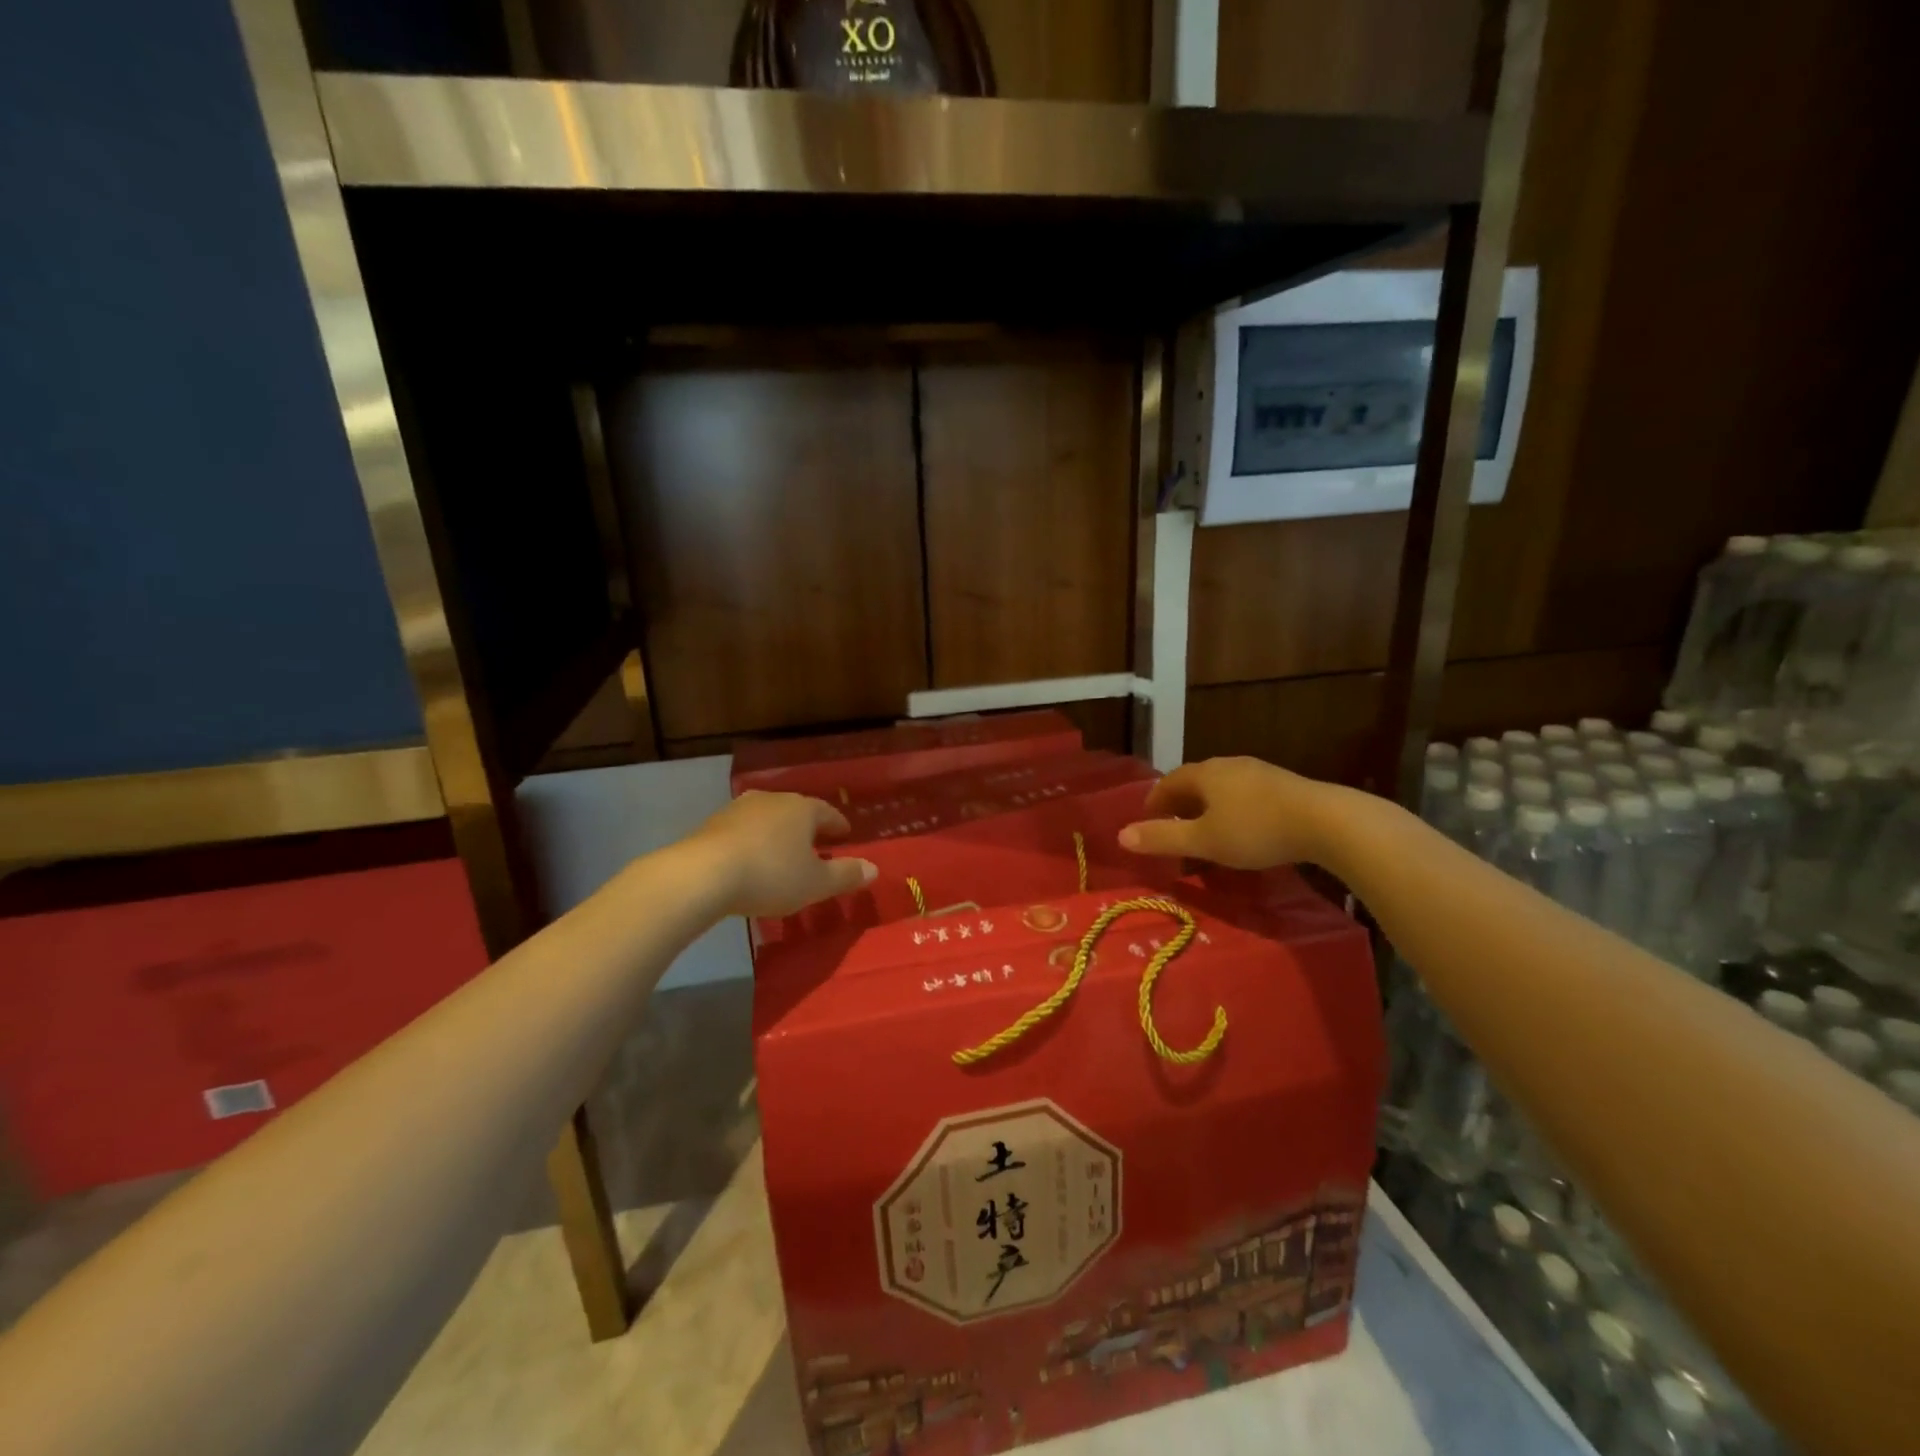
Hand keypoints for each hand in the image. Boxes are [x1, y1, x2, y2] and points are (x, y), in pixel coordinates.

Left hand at [685, 792, 876, 917]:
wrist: (703, 874)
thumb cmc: (770, 875)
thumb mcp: (816, 883)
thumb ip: (845, 875)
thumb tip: (874, 869)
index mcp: (803, 809)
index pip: (828, 813)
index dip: (838, 825)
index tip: (845, 834)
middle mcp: (773, 800)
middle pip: (797, 811)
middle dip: (808, 828)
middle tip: (816, 844)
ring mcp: (740, 809)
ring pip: (768, 819)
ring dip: (778, 834)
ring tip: (782, 853)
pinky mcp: (713, 824)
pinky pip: (743, 831)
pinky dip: (753, 843)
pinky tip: (751, 860)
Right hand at [1117, 757, 1332, 868]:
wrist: (1325, 821)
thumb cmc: (1255, 830)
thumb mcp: (1204, 840)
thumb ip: (1162, 838)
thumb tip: (1121, 836)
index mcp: (1204, 774)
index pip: (1168, 781)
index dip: (1154, 801)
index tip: (1146, 821)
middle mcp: (1228, 765)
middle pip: (1194, 781)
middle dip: (1180, 803)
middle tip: (1172, 826)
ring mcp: (1258, 772)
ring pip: (1221, 787)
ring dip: (1206, 806)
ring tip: (1205, 829)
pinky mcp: (1282, 784)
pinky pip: (1244, 794)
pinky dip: (1231, 809)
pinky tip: (1241, 828)